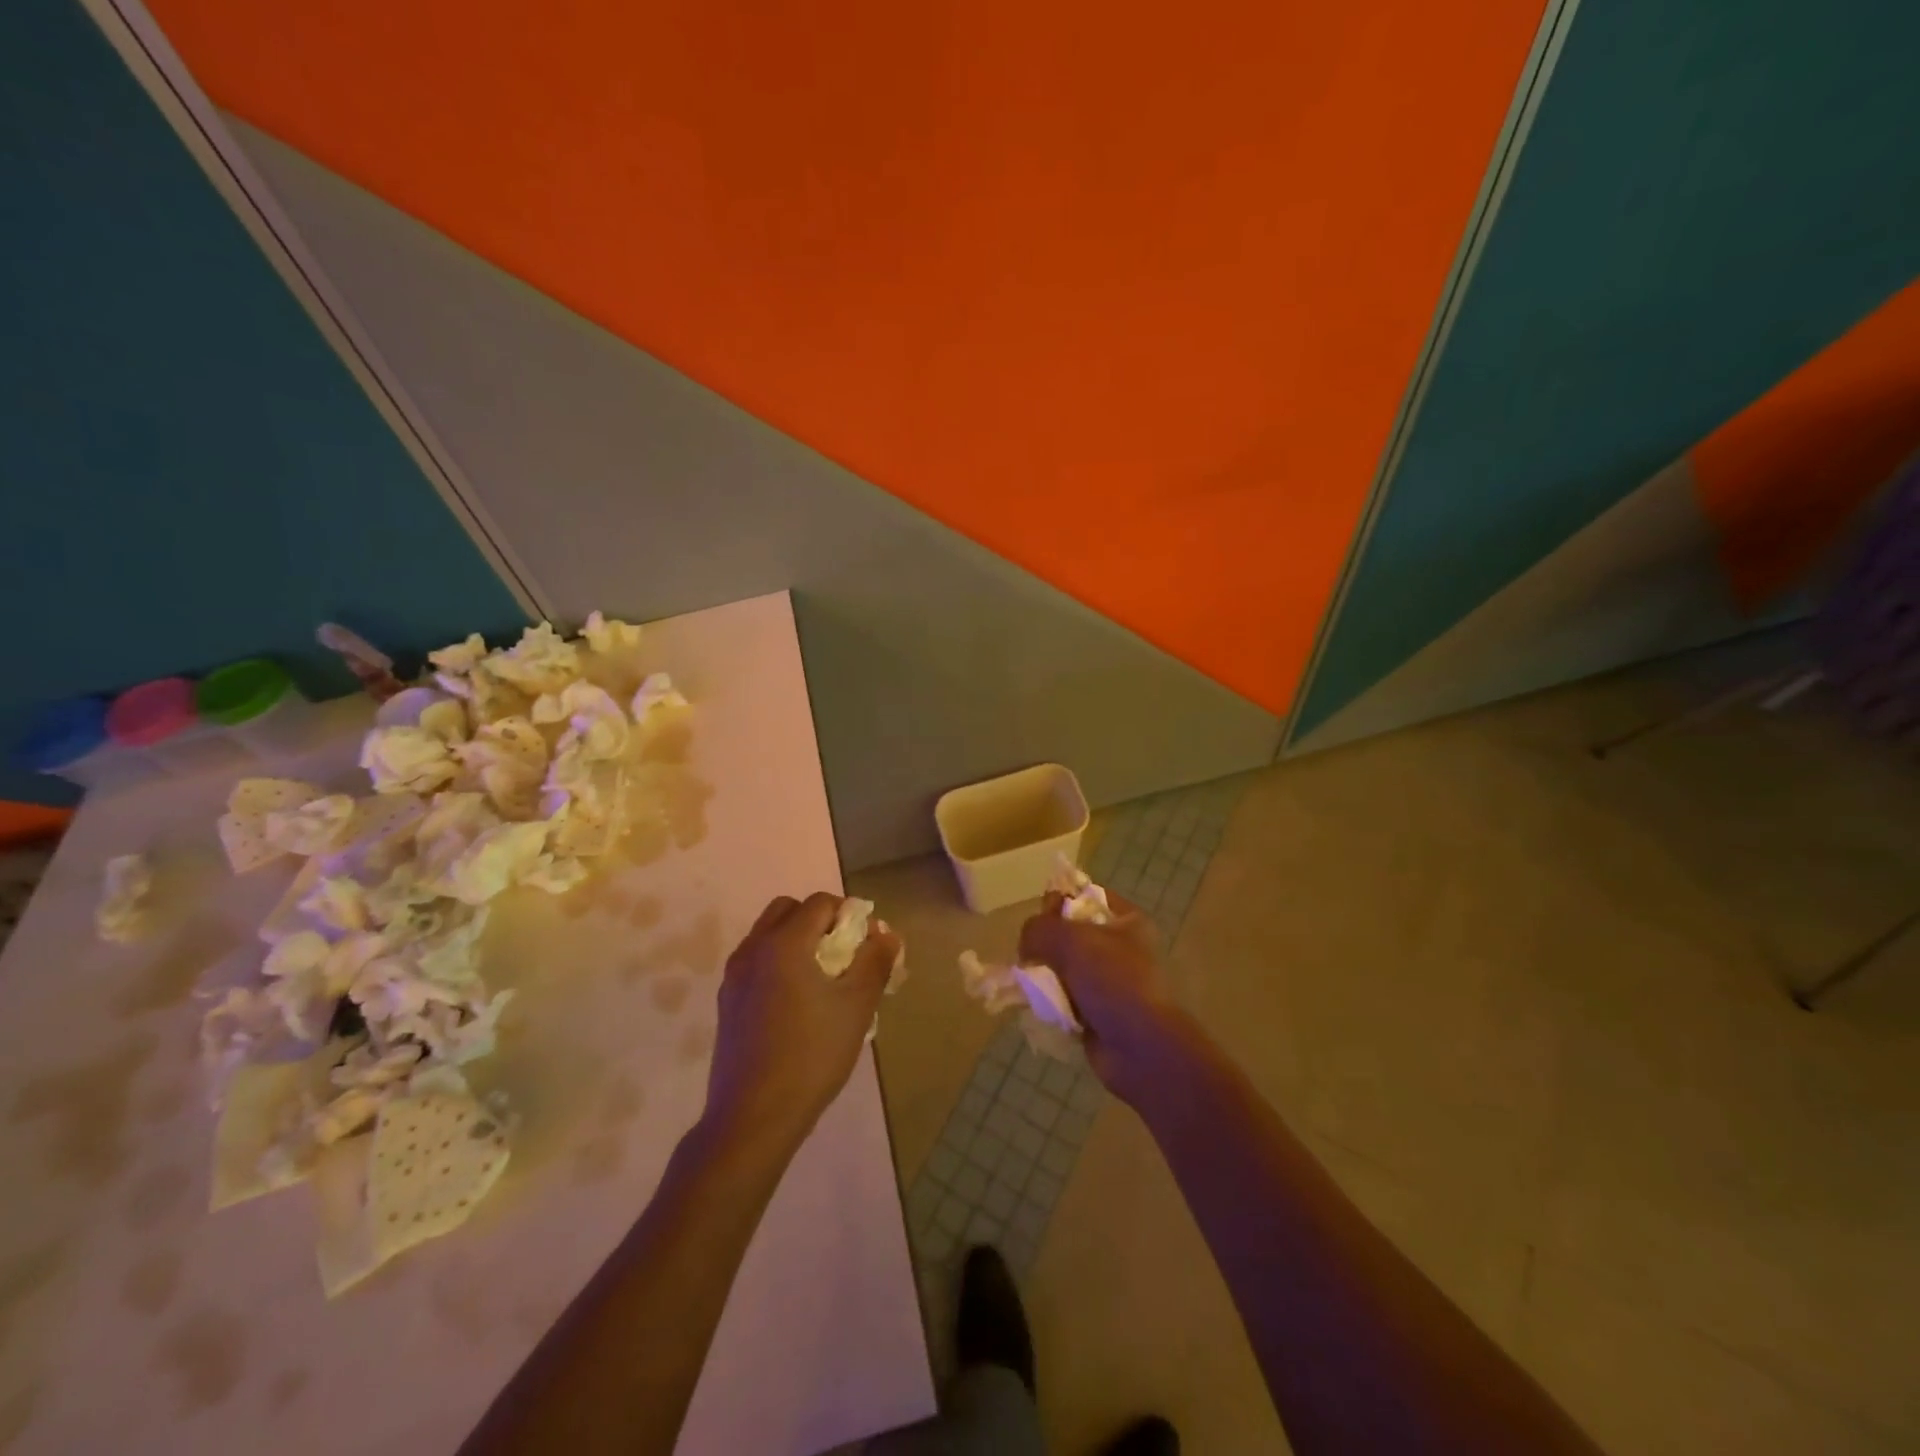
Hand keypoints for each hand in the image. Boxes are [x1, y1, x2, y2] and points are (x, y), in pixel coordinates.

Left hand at [704, 893, 898, 1153]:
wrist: (753, 1117)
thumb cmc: (812, 1056)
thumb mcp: (856, 1007)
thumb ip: (874, 962)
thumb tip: (886, 934)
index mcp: (784, 943)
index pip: (820, 903)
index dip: (848, 914)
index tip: (866, 943)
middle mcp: (753, 948)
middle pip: (788, 909)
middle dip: (818, 920)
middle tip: (842, 953)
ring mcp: (734, 975)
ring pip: (768, 934)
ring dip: (796, 939)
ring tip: (822, 978)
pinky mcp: (727, 1000)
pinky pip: (756, 960)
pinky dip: (778, 962)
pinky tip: (797, 1002)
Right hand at [1018, 891, 1175, 1101]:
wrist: (1140, 1049)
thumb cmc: (1114, 981)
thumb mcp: (1072, 940)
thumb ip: (1039, 929)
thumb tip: (1026, 944)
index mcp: (1127, 921)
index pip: (1086, 897)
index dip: (1060, 900)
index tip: (1041, 916)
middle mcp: (1120, 948)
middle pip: (1070, 934)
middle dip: (1046, 944)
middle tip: (1030, 955)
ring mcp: (1109, 983)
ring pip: (1063, 968)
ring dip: (1045, 976)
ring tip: (1031, 985)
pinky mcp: (1097, 1013)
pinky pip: (1064, 999)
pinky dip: (1051, 1003)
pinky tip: (1040, 1007)